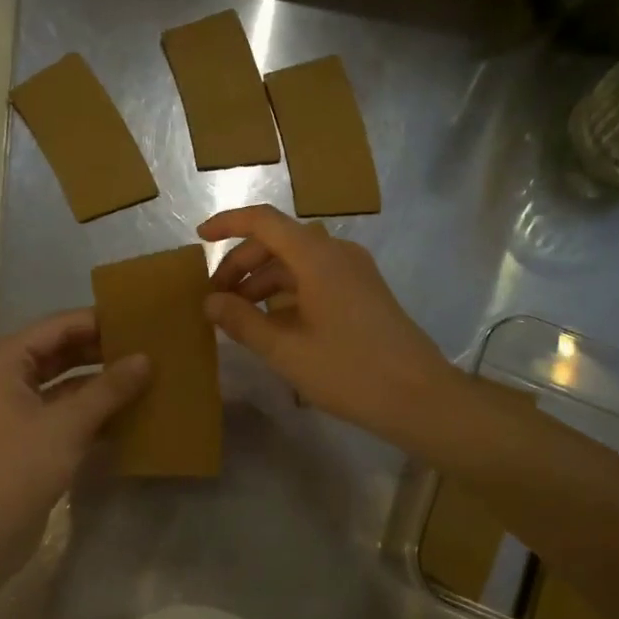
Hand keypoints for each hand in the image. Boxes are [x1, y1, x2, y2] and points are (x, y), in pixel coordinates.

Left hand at [0, 310, 149, 546]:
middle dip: (102, 350)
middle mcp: (6, 375)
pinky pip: (64, 407)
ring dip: (99, 380)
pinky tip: (127, 409)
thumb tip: (146, 359)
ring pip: (64, 381)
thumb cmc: (21, 465)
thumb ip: (110, 388)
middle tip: (147, 347)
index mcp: (5, 360)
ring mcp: (15, 406)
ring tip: (144, 374)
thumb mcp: (70, 422)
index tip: (139, 321)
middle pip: (61, 351)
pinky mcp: (26, 433)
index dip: (98, 322)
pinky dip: (91, 407)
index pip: (59, 326)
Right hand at [200, 205, 459, 444]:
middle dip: (241, 264)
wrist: (419, 396)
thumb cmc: (348, 371)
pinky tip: (273, 323)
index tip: (199, 239)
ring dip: (263, 281)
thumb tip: (210, 301)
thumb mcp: (285, 350)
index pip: (263, 221)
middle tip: (215, 298)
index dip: (228, 224)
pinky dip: (287, 292)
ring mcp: (354, 272)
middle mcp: (336, 254)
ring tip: (239, 316)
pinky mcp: (364, 292)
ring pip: (297, 263)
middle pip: (278, 242)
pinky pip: (316, 279)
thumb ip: (242, 321)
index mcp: (316, 257)